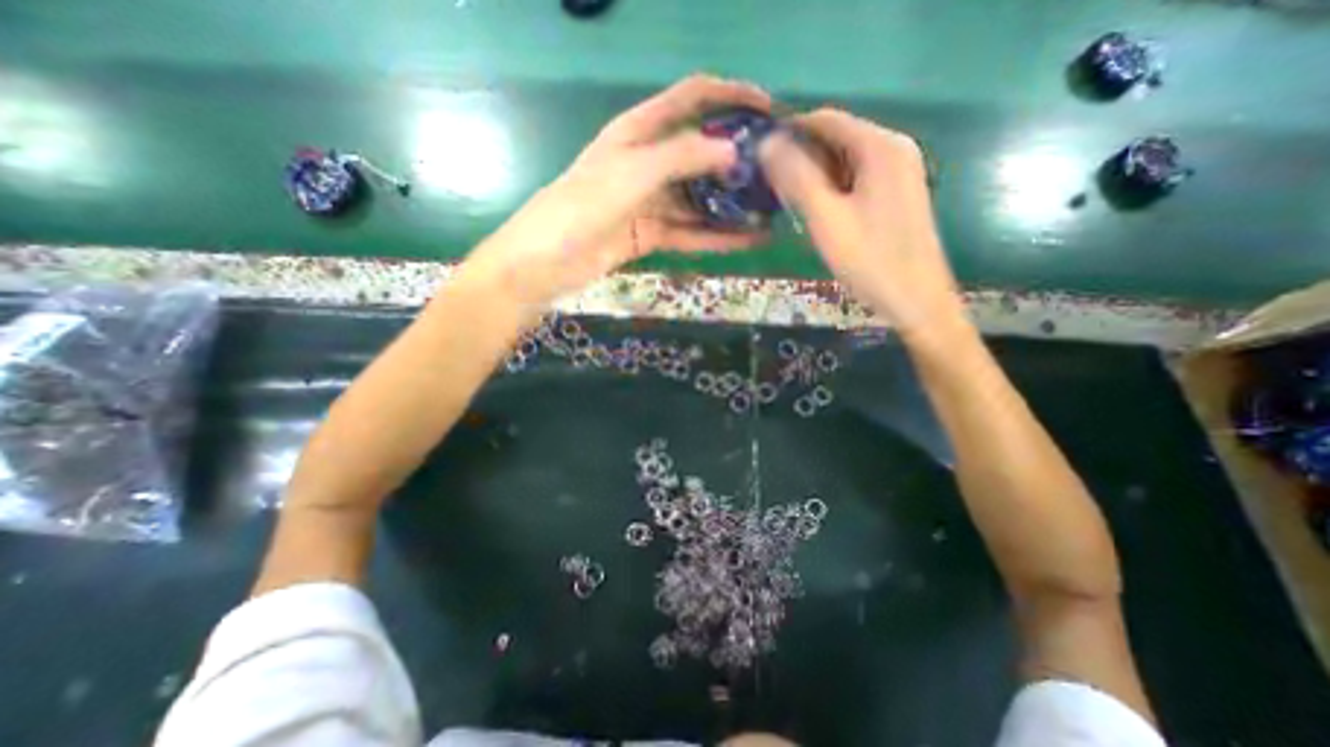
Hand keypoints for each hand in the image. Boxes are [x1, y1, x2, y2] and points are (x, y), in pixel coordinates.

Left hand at [465, 73, 768, 308]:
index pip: (691, 99)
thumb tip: (734, 149)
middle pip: (700, 153)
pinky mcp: (651, 235)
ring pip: (699, 199)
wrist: (546, 263)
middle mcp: (647, 162)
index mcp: (638, 132)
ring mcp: (650, 202)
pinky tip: (748, 240)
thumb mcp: (632, 172)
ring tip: (770, 211)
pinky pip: (690, 233)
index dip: (730, 96)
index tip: (769, 109)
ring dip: (731, 205)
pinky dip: (717, 237)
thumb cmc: (581, 207)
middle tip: (777, 173)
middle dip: (737, 160)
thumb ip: (682, 157)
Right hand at [759, 108, 967, 339]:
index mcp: (880, 146)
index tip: (758, 155)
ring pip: (845, 161)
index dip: (789, 132)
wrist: (915, 300)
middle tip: (769, 186)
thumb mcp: (826, 219)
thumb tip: (766, 144)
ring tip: (787, 201)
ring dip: (814, 176)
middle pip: (837, 139)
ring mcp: (899, 172)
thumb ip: (796, 179)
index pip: (826, 120)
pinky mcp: (896, 195)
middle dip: (801, 157)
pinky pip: (856, 179)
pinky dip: (832, 188)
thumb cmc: (870, 260)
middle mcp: (894, 149)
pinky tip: (816, 211)